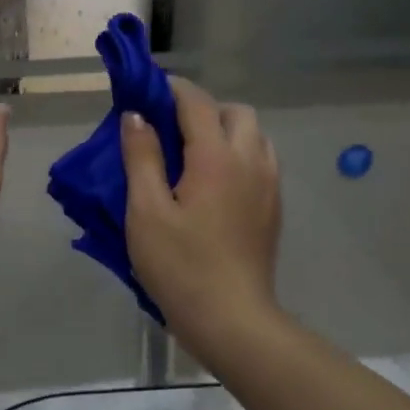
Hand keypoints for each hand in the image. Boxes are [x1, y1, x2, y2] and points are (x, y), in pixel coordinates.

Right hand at [122, 79, 282, 353]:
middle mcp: (250, 160)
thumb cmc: (180, 265)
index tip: (146, 90)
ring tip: (193, 155)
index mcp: (216, 157)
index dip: (171, 89)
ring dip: (226, 131)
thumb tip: (136, 116)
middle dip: (203, 109)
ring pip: (254, 135)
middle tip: (170, 129)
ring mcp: (268, 185)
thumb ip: (141, 157)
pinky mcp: (274, 208)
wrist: (233, 320)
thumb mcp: (145, 211)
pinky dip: (239, 154)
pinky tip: (214, 184)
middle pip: (235, 111)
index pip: (196, 102)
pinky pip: (261, 160)